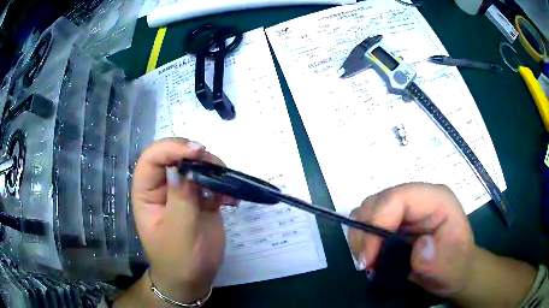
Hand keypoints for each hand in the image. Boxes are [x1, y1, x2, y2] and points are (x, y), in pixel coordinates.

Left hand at [131, 138, 235, 303]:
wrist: (193, 278)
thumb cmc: (178, 260)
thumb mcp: (178, 233)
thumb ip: (180, 200)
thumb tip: (181, 168)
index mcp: (146, 192)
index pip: (152, 159)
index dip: (171, 148)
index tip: (197, 151)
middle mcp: (162, 187)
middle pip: (175, 155)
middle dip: (195, 155)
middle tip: (216, 166)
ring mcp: (183, 191)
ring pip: (195, 164)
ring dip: (213, 168)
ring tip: (227, 185)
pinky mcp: (200, 199)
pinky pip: (211, 181)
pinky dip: (224, 184)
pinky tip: (232, 199)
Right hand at [348, 183, 474, 295]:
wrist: (454, 272)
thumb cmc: (457, 267)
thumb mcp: (453, 267)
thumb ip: (439, 259)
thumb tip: (418, 247)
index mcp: (435, 200)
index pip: (398, 198)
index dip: (377, 223)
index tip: (368, 259)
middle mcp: (417, 198)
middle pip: (377, 201)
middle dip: (365, 233)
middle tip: (366, 264)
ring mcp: (405, 209)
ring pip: (368, 210)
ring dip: (361, 237)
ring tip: (368, 263)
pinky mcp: (395, 221)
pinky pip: (368, 223)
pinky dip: (362, 241)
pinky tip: (370, 258)